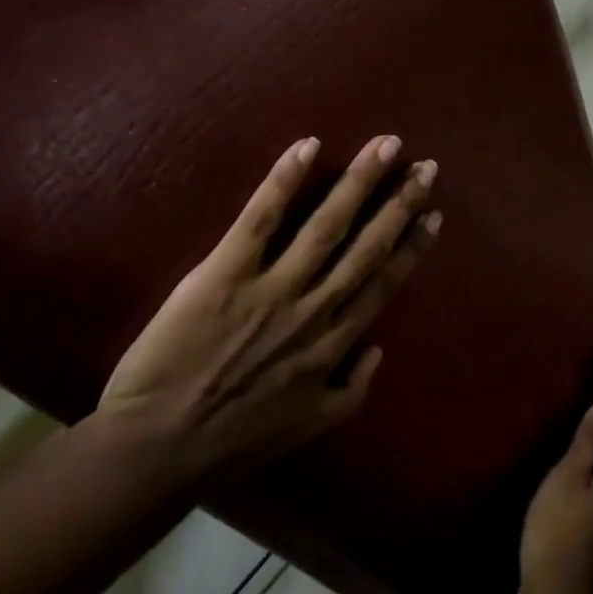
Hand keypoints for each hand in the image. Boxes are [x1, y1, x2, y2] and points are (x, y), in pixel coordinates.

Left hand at [94, 135, 439, 483]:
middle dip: (399, 203)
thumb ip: (351, 391)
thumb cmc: (231, 441)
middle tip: (424, 166)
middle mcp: (312, 310)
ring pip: (325, 226)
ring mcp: (270, 288)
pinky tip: (307, 147)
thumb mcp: (308, 429)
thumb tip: (378, 348)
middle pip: (365, 247)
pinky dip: (283, 182)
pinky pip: (259, 220)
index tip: (432, 214)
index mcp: (332, 346)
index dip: (410, 247)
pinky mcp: (224, 273)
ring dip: (359, 182)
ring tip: (384, 146)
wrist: (159, 447)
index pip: (381, 284)